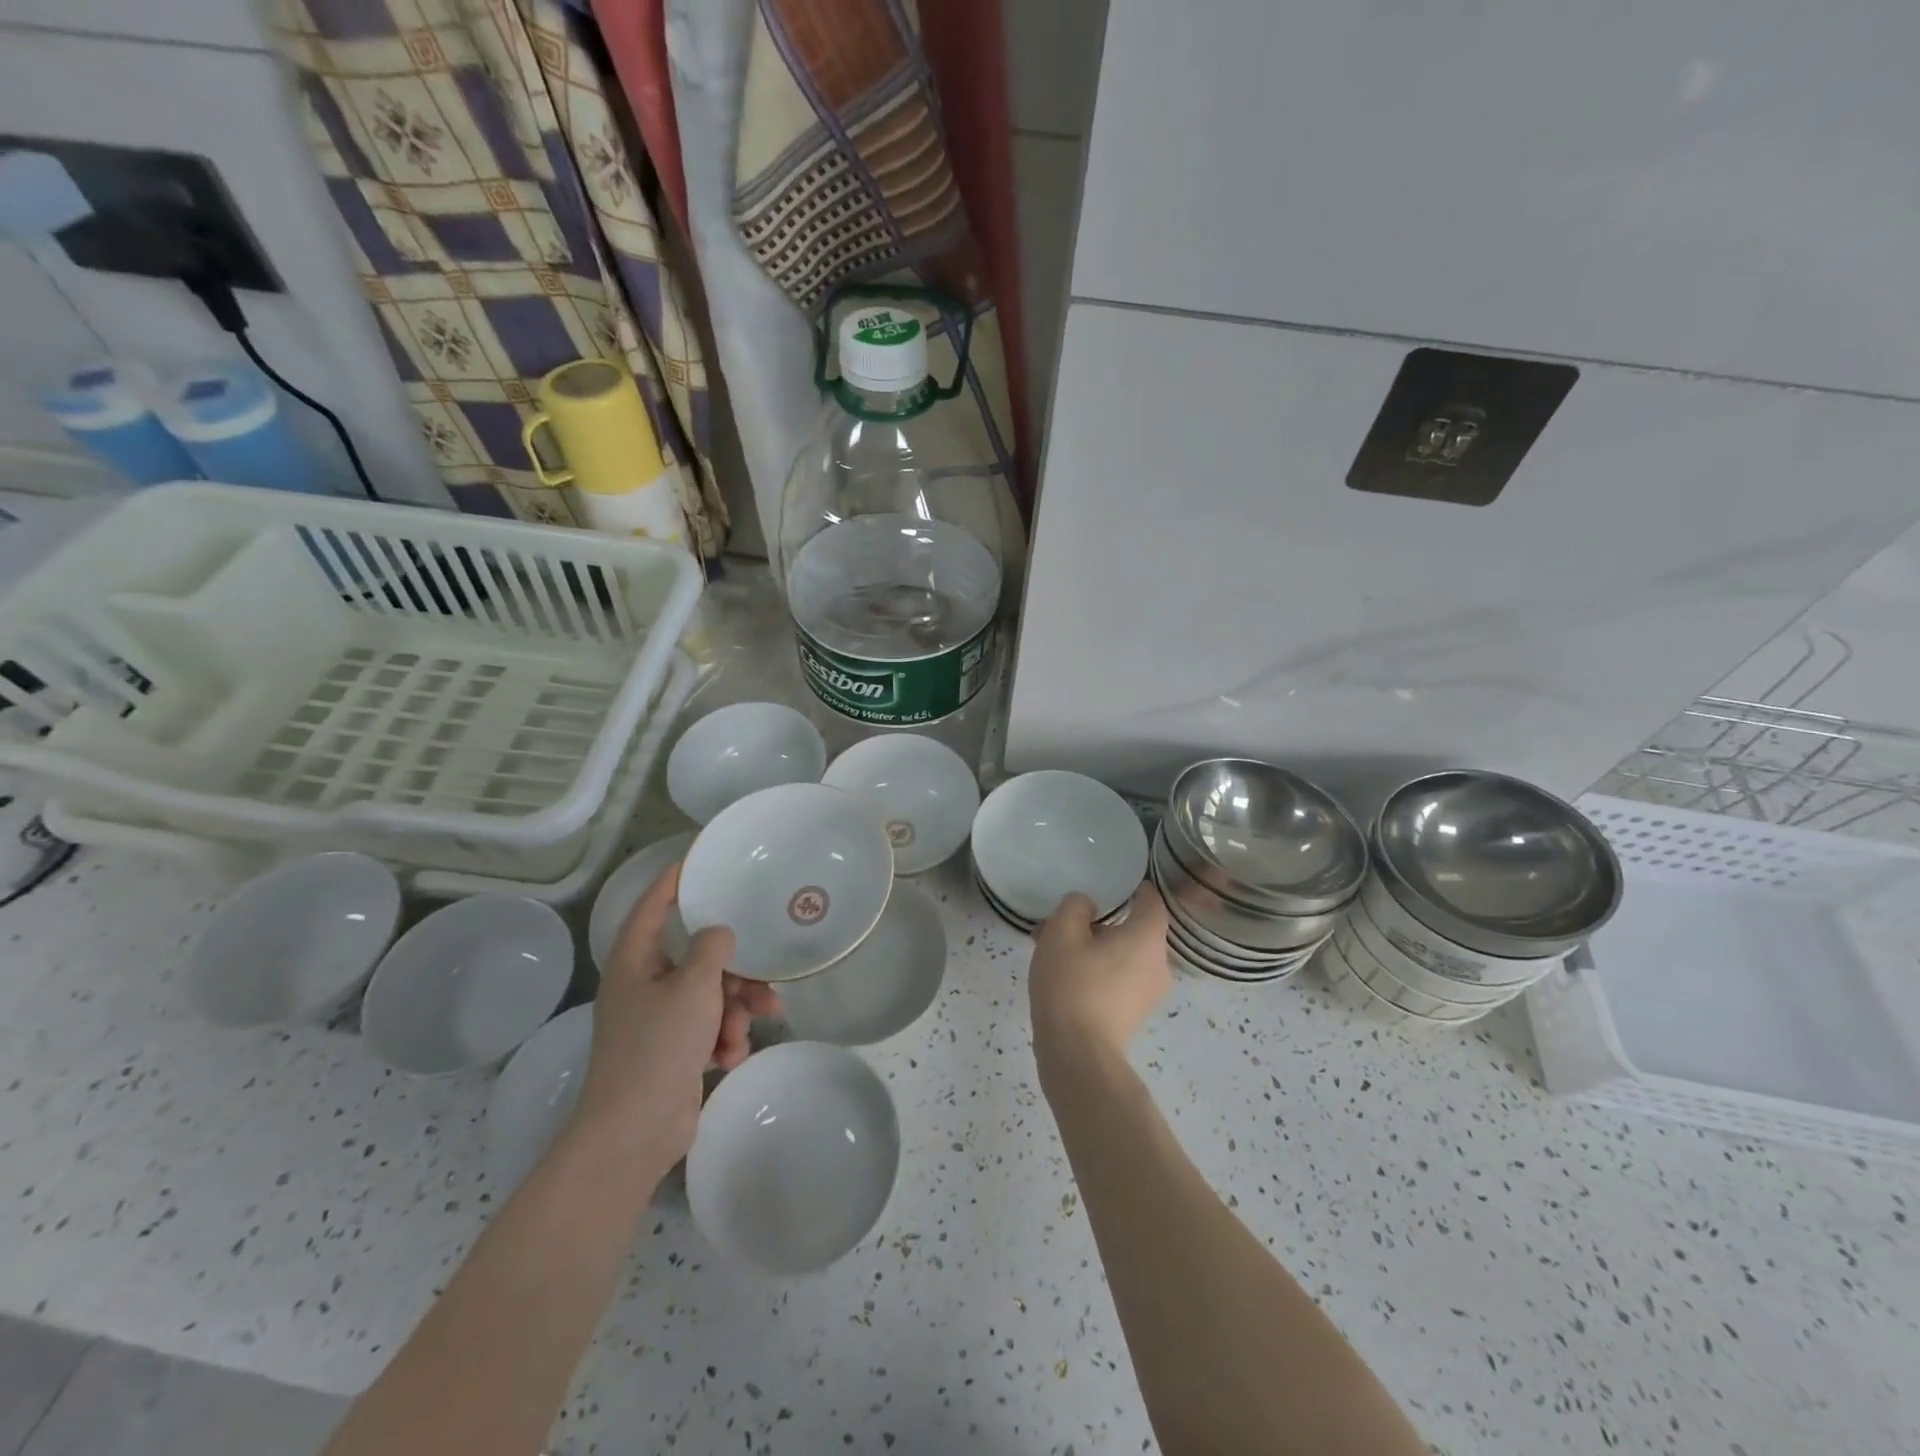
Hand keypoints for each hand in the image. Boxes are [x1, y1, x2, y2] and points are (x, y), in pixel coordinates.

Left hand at [567, 863, 779, 1181]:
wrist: (634, 1132)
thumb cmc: (658, 1048)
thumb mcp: (693, 987)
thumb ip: (712, 949)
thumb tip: (720, 933)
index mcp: (636, 960)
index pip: (654, 904)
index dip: (676, 879)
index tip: (704, 858)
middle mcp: (645, 983)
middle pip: (698, 956)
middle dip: (734, 973)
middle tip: (763, 981)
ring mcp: (659, 1019)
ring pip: (711, 994)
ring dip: (734, 1010)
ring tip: (745, 1030)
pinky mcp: (674, 1049)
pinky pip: (709, 1027)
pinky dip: (724, 1038)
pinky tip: (729, 1058)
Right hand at [1029, 882, 1171, 1060]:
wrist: (1077, 1055)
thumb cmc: (1073, 984)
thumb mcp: (1062, 932)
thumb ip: (1075, 906)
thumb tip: (1087, 907)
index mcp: (1147, 937)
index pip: (1151, 900)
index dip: (1134, 887)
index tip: (1111, 883)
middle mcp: (1158, 964)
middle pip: (1133, 930)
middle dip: (1099, 922)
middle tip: (1063, 922)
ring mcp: (1148, 994)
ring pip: (1122, 956)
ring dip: (1093, 948)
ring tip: (1052, 950)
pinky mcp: (1133, 1015)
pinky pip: (1118, 979)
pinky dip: (1096, 971)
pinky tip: (1062, 976)